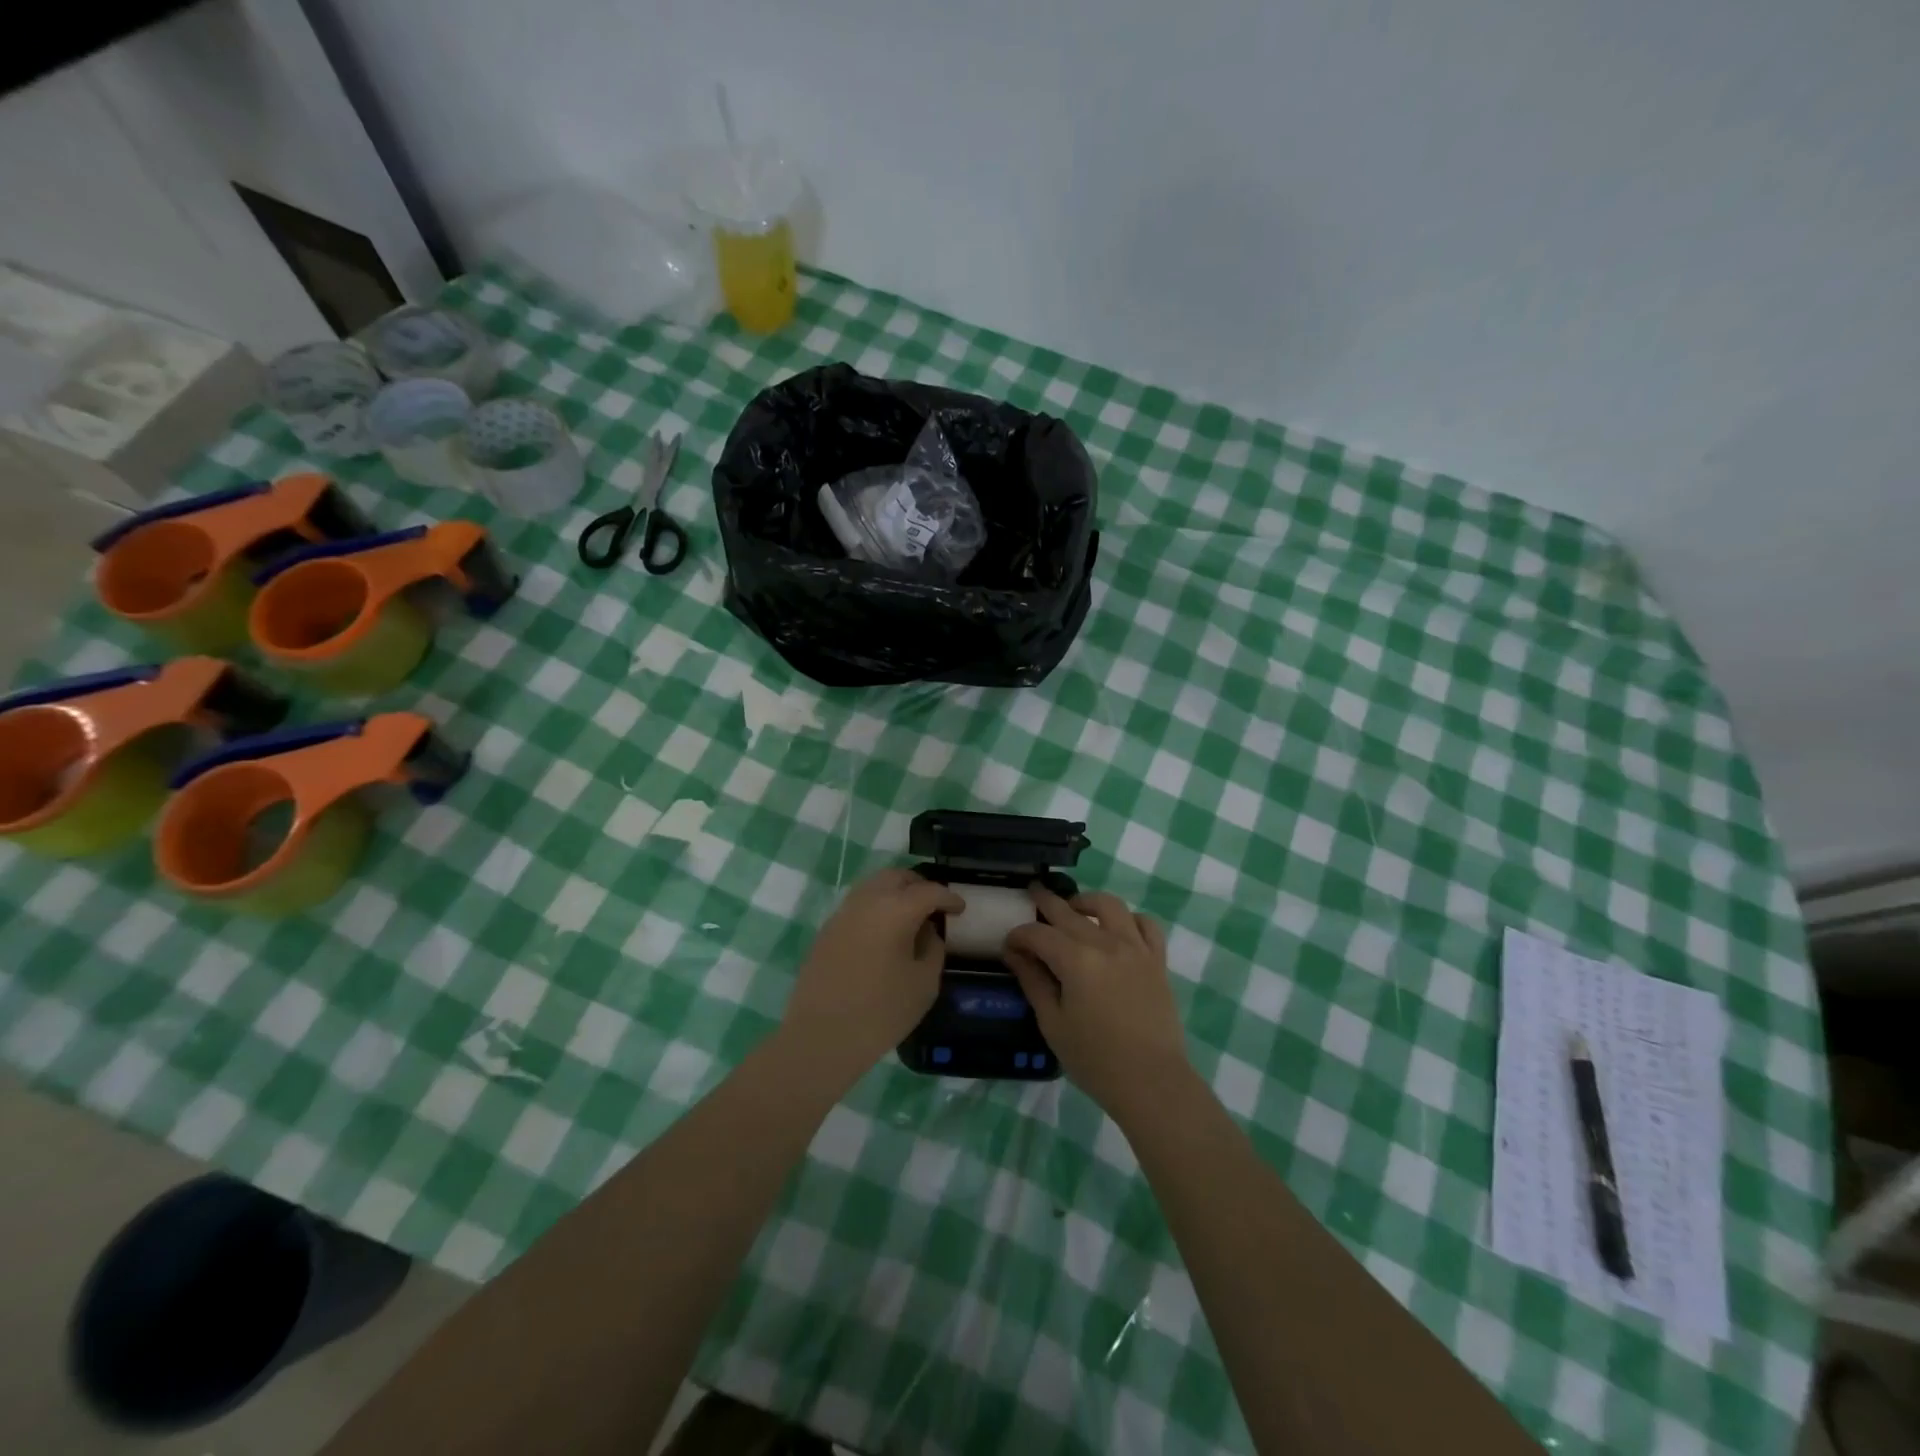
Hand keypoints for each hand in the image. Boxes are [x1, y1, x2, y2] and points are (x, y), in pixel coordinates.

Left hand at [782, 868, 964, 1079]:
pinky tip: (883, 934)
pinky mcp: (827, 930)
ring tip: (909, 918)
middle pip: (896, 877)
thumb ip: (933, 949)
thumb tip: (927, 932)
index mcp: (895, 910)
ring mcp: (842, 913)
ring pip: (873, 886)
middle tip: (933, 906)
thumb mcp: (923, 984)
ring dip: (894, 893)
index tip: (960, 909)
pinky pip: (857, 905)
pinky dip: (875, 908)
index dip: (948, 897)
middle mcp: (866, 901)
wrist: (821, 1037)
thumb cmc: (880, 1012)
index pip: (928, 890)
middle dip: (918, 885)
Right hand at [1004, 885, 1190, 1119]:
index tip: (1009, 945)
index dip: (1019, 936)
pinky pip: (1146, 925)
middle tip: (1031, 896)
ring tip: (1074, 908)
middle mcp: (1106, 943)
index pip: (1038, 934)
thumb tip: (1014, 953)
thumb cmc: (1095, 1059)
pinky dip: (1129, 919)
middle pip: (1068, 912)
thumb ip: (1033, 981)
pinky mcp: (1157, 960)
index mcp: (1076, 960)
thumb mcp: (1053, 1023)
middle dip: (1045, 903)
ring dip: (1087, 901)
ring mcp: (1135, 948)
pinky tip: (1118, 928)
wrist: (1151, 1082)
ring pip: (1109, 905)